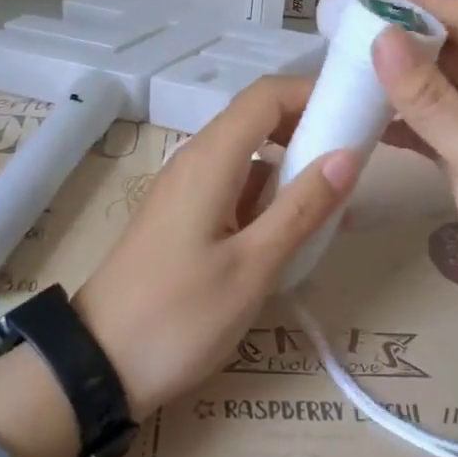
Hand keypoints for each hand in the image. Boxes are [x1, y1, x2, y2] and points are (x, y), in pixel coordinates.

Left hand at [72, 76, 356, 415]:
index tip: (358, 110)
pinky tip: (299, 229)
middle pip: (258, 118)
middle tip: (359, 154)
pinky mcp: (185, 214)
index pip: (266, 95)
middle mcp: (196, 160)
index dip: (313, 91)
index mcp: (211, 159)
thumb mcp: (252, 268)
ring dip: (293, 164)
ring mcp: (187, 188)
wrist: (98, 365)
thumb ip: (301, 208)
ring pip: (249, 154)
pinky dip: (271, 194)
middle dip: (310, 126)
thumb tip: (348, 155)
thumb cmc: (178, 317)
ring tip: (340, 198)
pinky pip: (236, 185)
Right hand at [373, 0, 457, 368]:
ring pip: (435, 92)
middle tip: (337, 38)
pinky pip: (429, 131)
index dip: (418, 3)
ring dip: (395, 85)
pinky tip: (359, 122)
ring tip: (338, 75)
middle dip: (400, 42)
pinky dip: (398, 125)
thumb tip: (378, 37)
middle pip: (448, 51)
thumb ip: (431, 99)